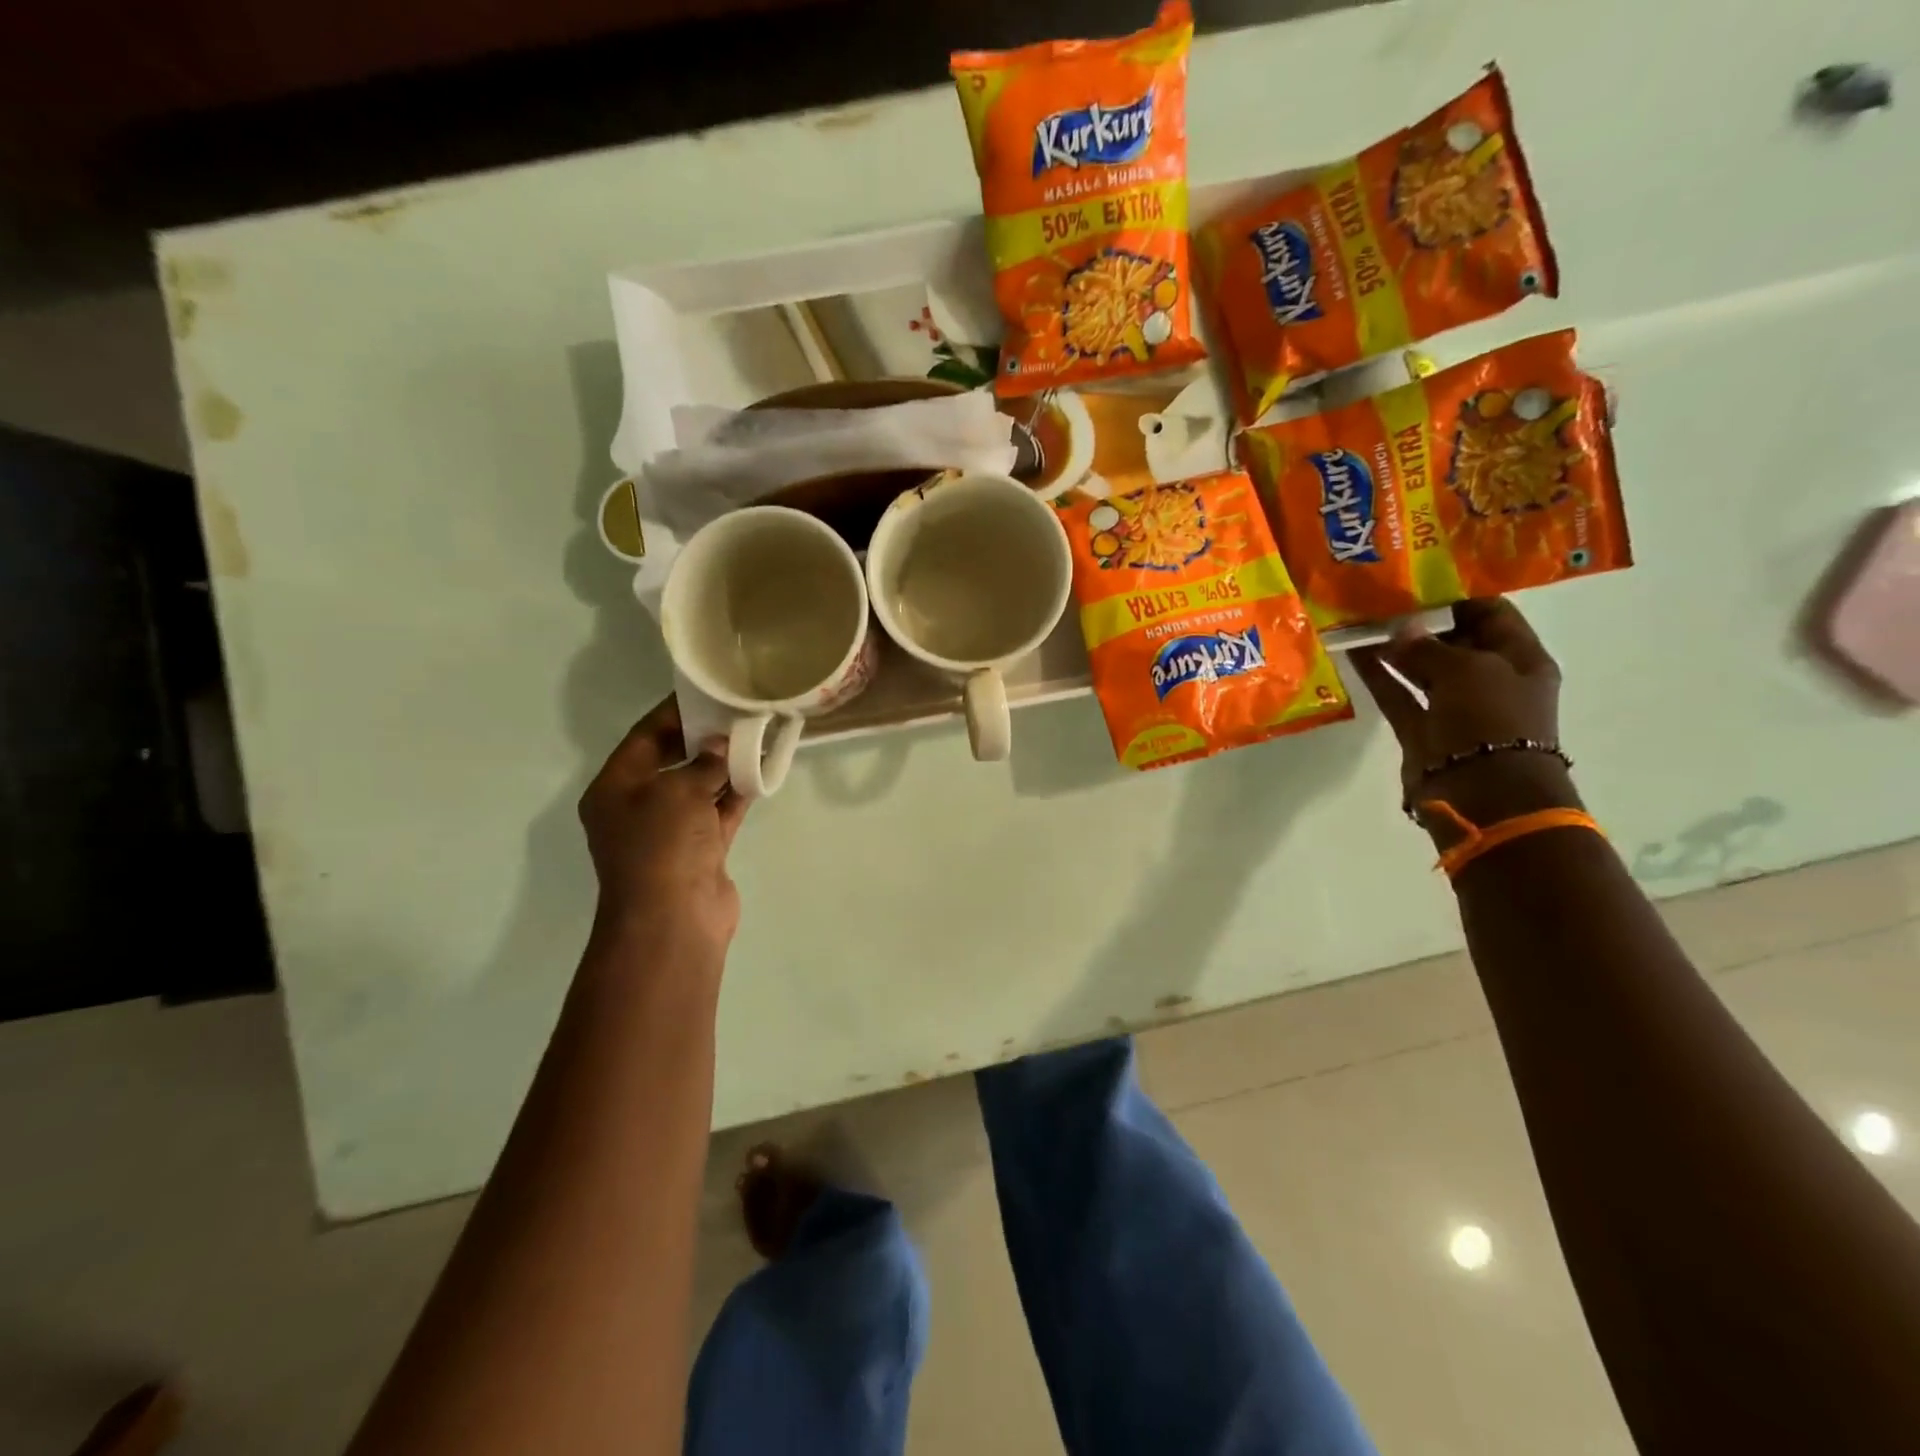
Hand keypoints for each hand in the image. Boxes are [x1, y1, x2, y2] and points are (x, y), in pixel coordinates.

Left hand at [577, 697, 748, 971]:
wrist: (672, 919)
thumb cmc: (661, 845)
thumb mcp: (678, 791)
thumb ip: (703, 763)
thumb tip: (722, 746)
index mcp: (615, 789)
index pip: (644, 738)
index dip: (673, 712)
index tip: (706, 692)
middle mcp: (639, 807)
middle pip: (672, 760)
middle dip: (703, 738)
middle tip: (737, 712)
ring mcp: (671, 831)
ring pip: (700, 787)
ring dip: (725, 765)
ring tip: (756, 735)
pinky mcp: (700, 850)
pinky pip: (720, 812)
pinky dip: (737, 793)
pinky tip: (760, 770)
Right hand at [1350, 598, 1579, 840]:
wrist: (1482, 794)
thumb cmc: (1491, 721)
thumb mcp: (1467, 670)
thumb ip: (1427, 646)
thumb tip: (1397, 630)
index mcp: (1521, 660)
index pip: (1492, 614)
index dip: (1459, 594)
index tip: (1418, 578)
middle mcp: (1490, 680)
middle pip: (1453, 640)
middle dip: (1419, 620)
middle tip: (1380, 596)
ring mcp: (1454, 707)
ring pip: (1421, 667)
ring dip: (1394, 646)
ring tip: (1360, 620)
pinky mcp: (1422, 729)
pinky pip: (1398, 694)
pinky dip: (1378, 675)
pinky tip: (1353, 652)